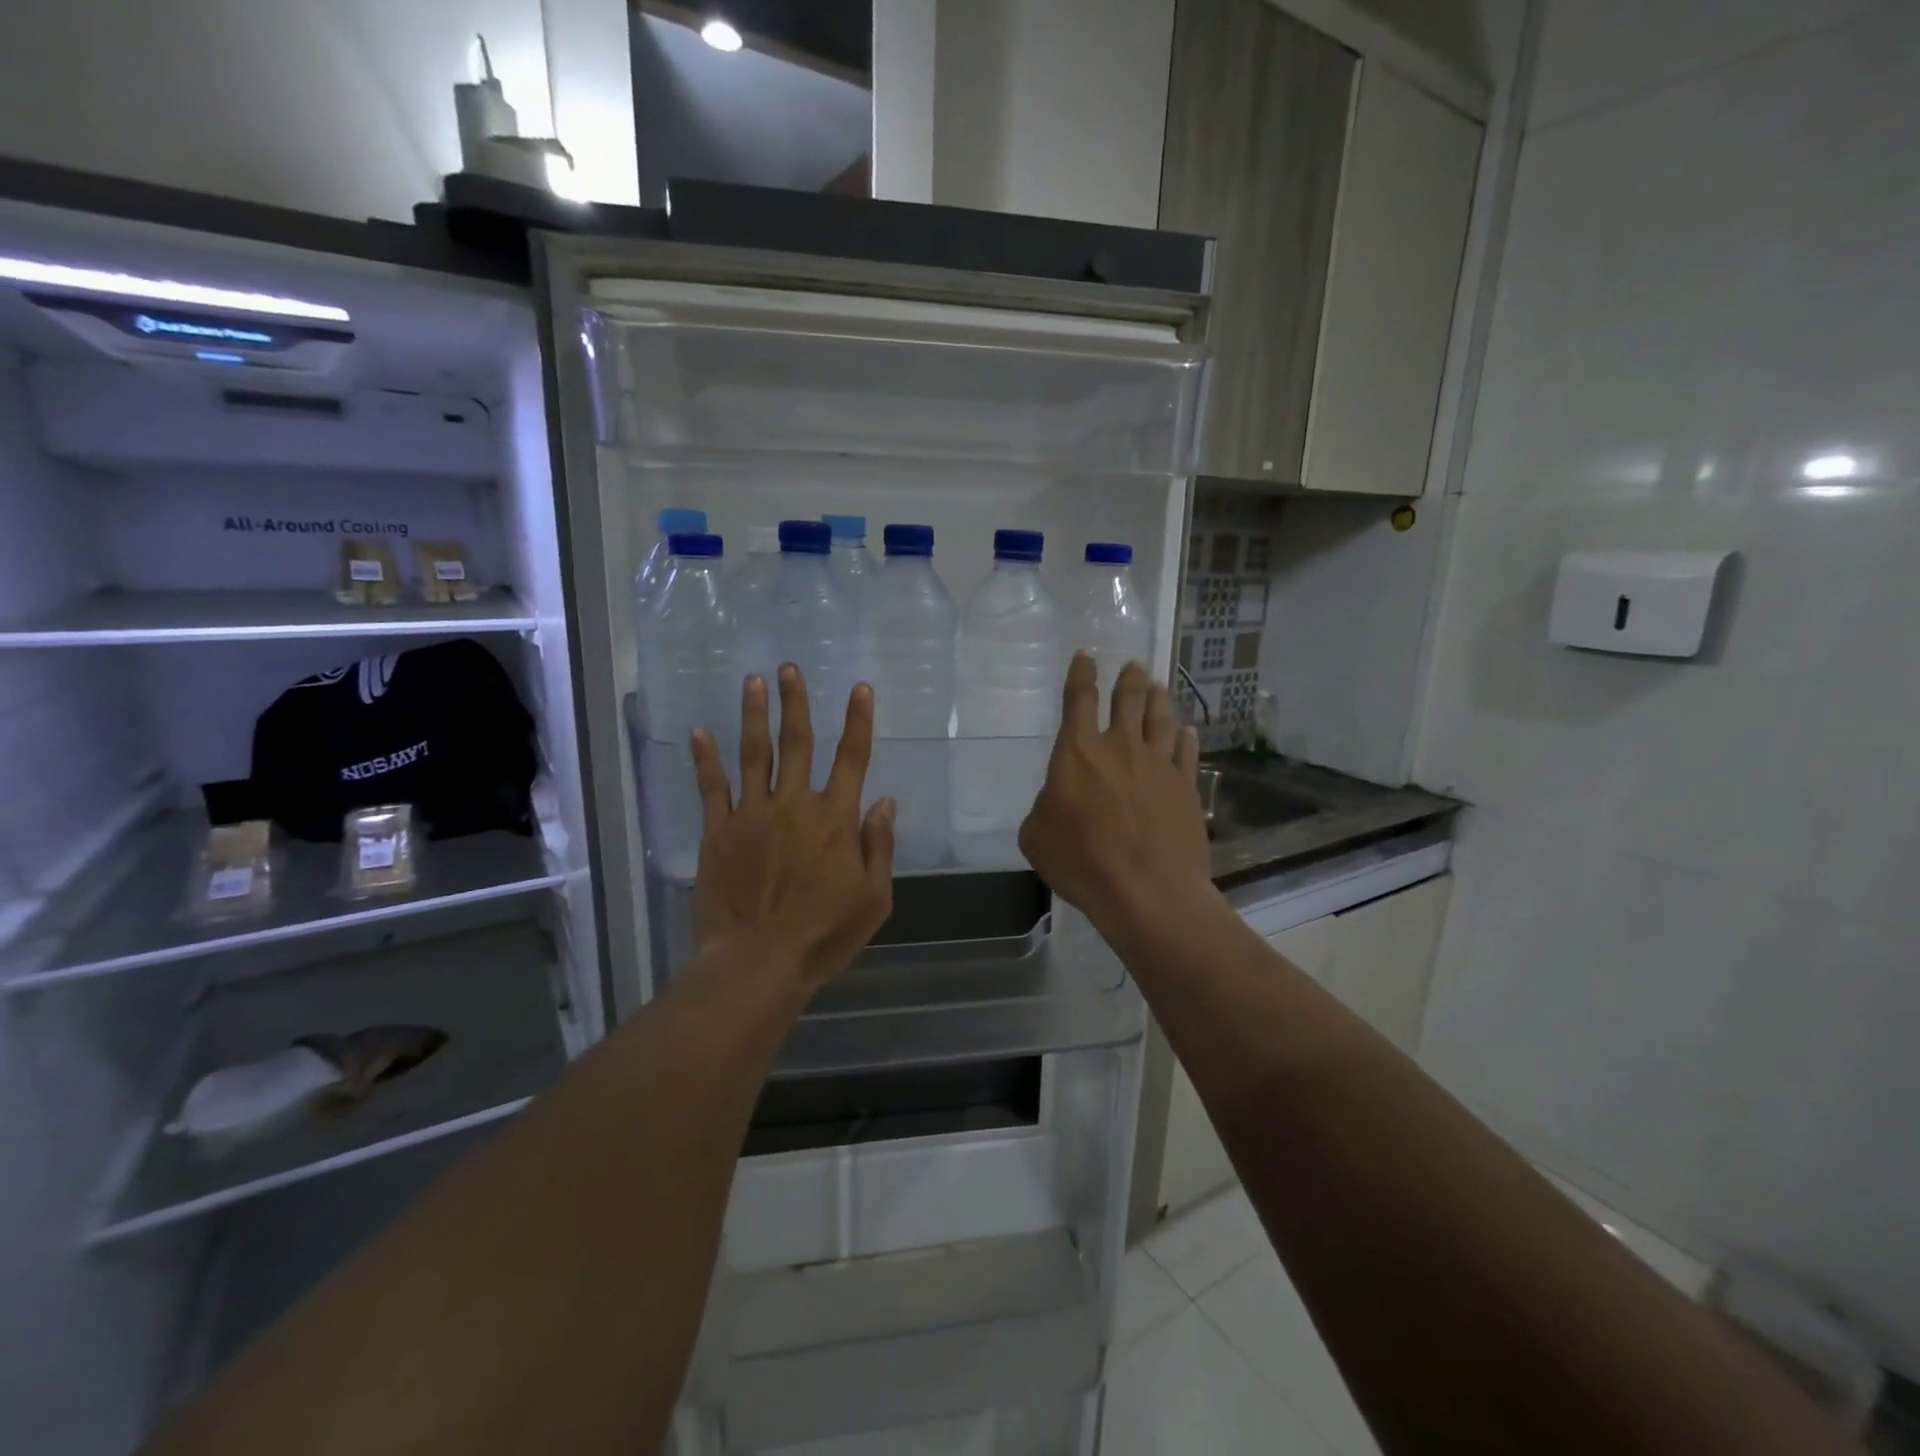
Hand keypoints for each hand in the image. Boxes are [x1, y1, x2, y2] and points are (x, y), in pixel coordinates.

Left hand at [690, 665, 895, 991]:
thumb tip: (884, 803)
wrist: (757, 962)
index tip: (860, 688)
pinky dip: (706, 759)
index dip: (858, 720)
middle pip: (798, 743)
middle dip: (796, 702)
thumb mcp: (873, 898)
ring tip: (754, 681)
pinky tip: (700, 731)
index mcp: (835, 819)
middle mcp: (794, 805)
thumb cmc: (823, 935)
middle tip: (789, 668)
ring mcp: (751, 815)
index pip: (852, 758)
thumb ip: (878, 847)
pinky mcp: (718, 832)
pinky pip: (712, 787)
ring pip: (754, 754)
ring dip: (755, 715)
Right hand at [1019, 653, 1211, 942]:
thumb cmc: (1082, 862)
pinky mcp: (1186, 787)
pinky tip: (1188, 732)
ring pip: (1160, 720)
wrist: (1148, 891)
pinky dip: (1186, 739)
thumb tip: (1059, 799)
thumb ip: (1045, 807)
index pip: (1078, 699)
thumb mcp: (1037, 836)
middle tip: (1134, 666)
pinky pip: (1187, 753)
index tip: (1087, 656)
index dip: (1081, 674)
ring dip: (1158, 700)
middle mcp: (1120, 747)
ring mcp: (1158, 765)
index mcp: (1078, 752)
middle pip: (1127, 701)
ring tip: (1159, 687)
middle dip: (1128, 680)